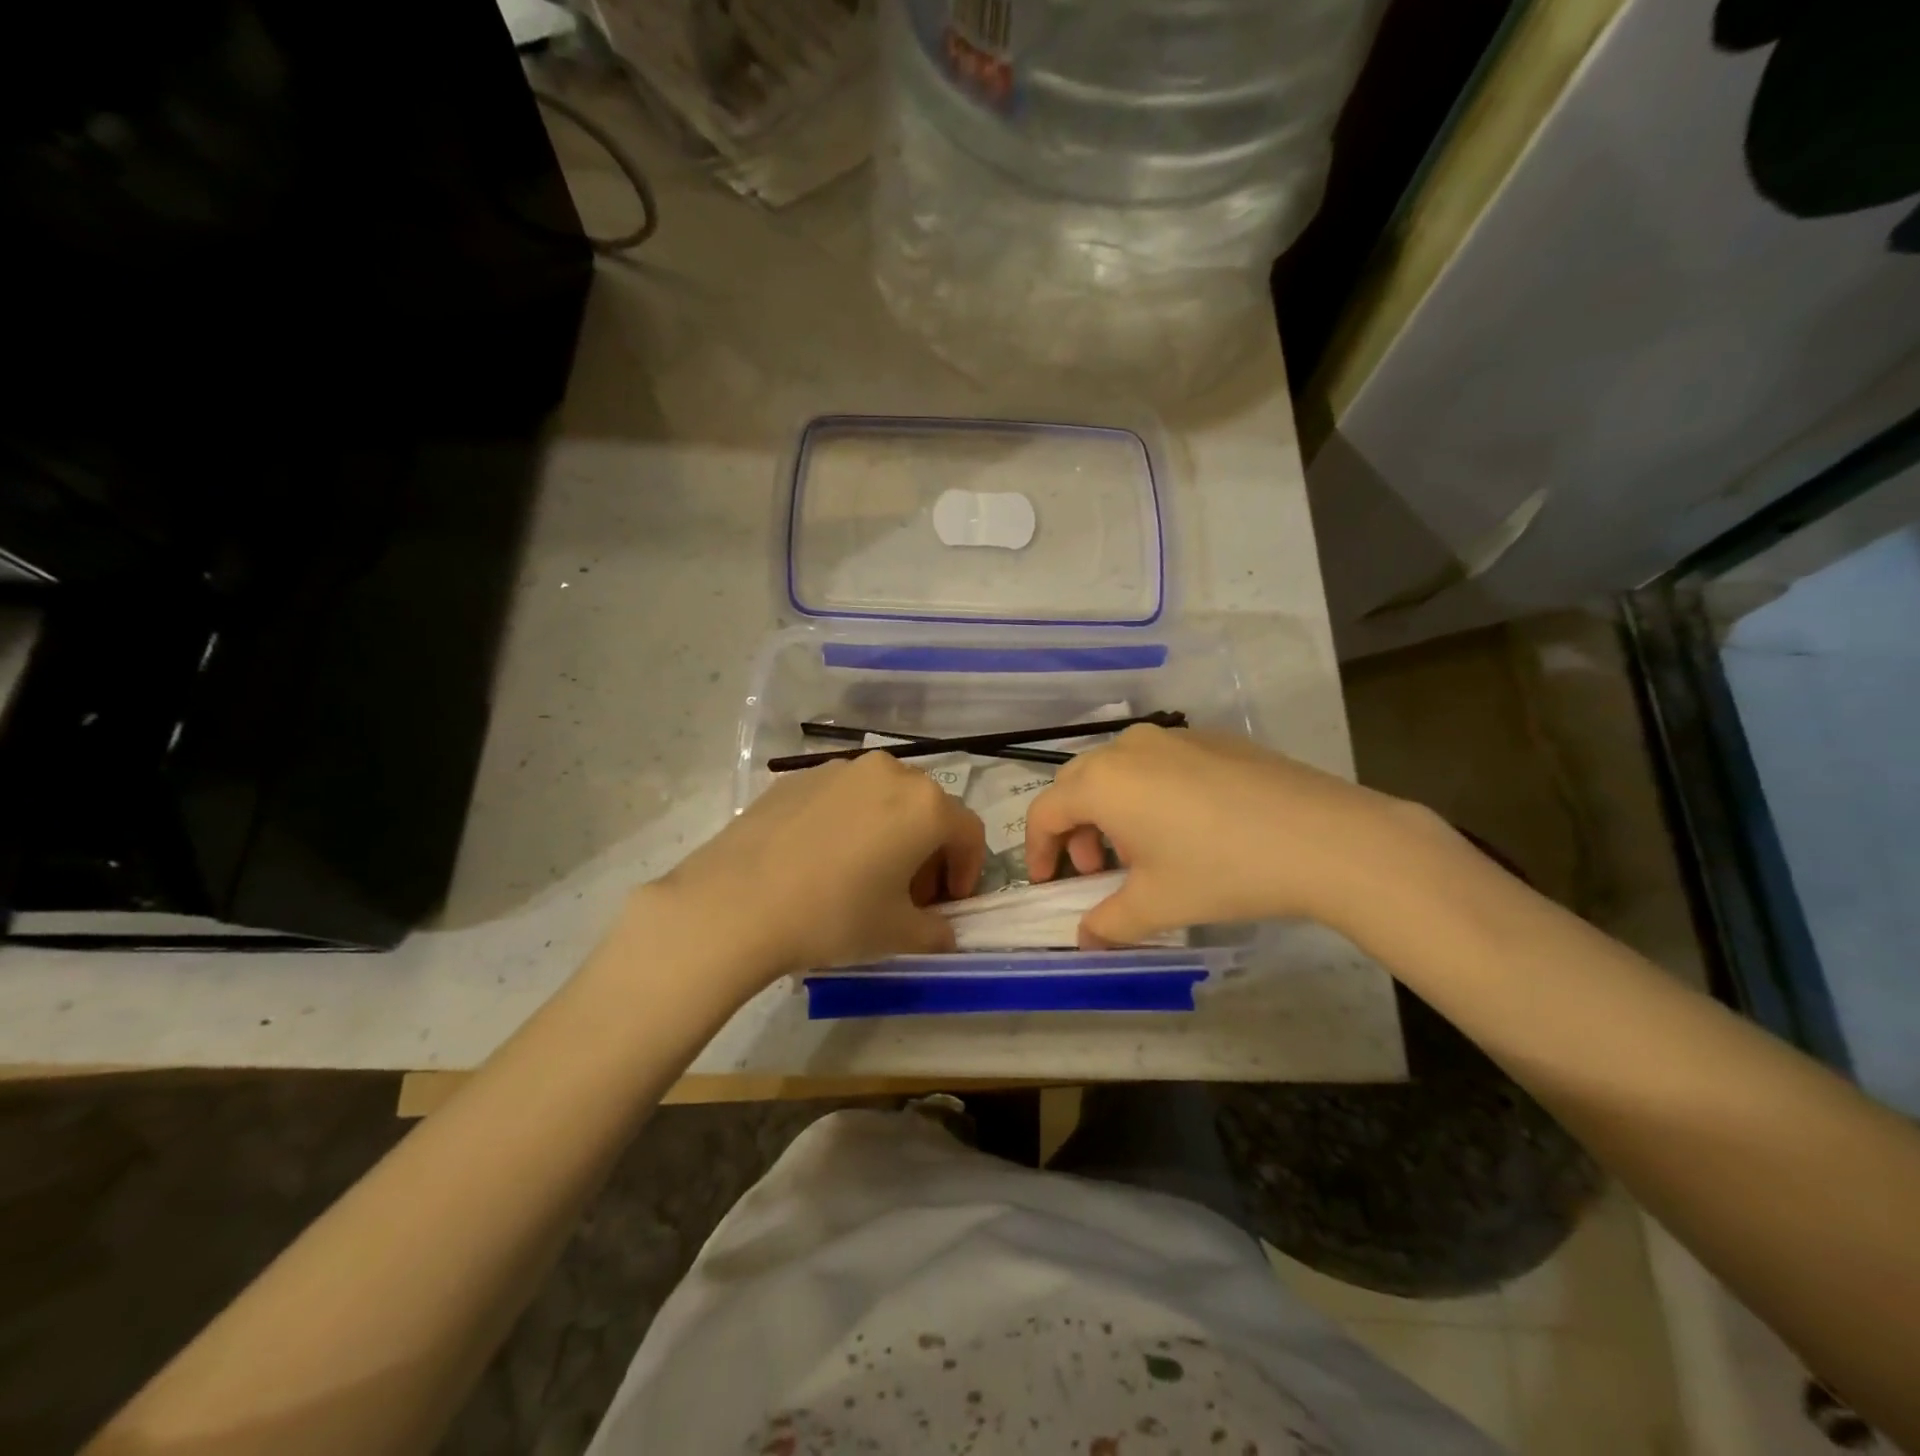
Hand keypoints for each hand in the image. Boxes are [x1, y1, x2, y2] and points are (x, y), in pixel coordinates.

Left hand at [650, 752, 986, 984]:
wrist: (736, 904)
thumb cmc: (833, 915)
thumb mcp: (896, 934)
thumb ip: (936, 931)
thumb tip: (942, 930)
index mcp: (925, 806)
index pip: (969, 832)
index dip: (969, 870)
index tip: (951, 902)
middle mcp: (889, 773)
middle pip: (928, 810)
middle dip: (930, 852)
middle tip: (911, 894)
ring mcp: (840, 769)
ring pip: (884, 799)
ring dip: (891, 833)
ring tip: (866, 874)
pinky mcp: (798, 777)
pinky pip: (844, 797)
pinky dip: (851, 823)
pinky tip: (824, 860)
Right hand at [1024, 725, 1438, 945]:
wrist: (1324, 838)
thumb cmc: (1222, 871)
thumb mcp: (1156, 905)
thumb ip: (1108, 924)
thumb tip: (1085, 941)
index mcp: (1102, 782)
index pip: (1045, 812)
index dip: (1038, 850)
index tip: (1048, 882)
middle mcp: (1128, 748)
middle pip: (1077, 784)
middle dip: (1075, 829)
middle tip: (1097, 869)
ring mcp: (1172, 738)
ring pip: (1117, 770)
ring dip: (1111, 809)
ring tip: (1142, 850)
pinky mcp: (1211, 739)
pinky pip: (1157, 763)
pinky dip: (1148, 793)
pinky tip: (1185, 827)